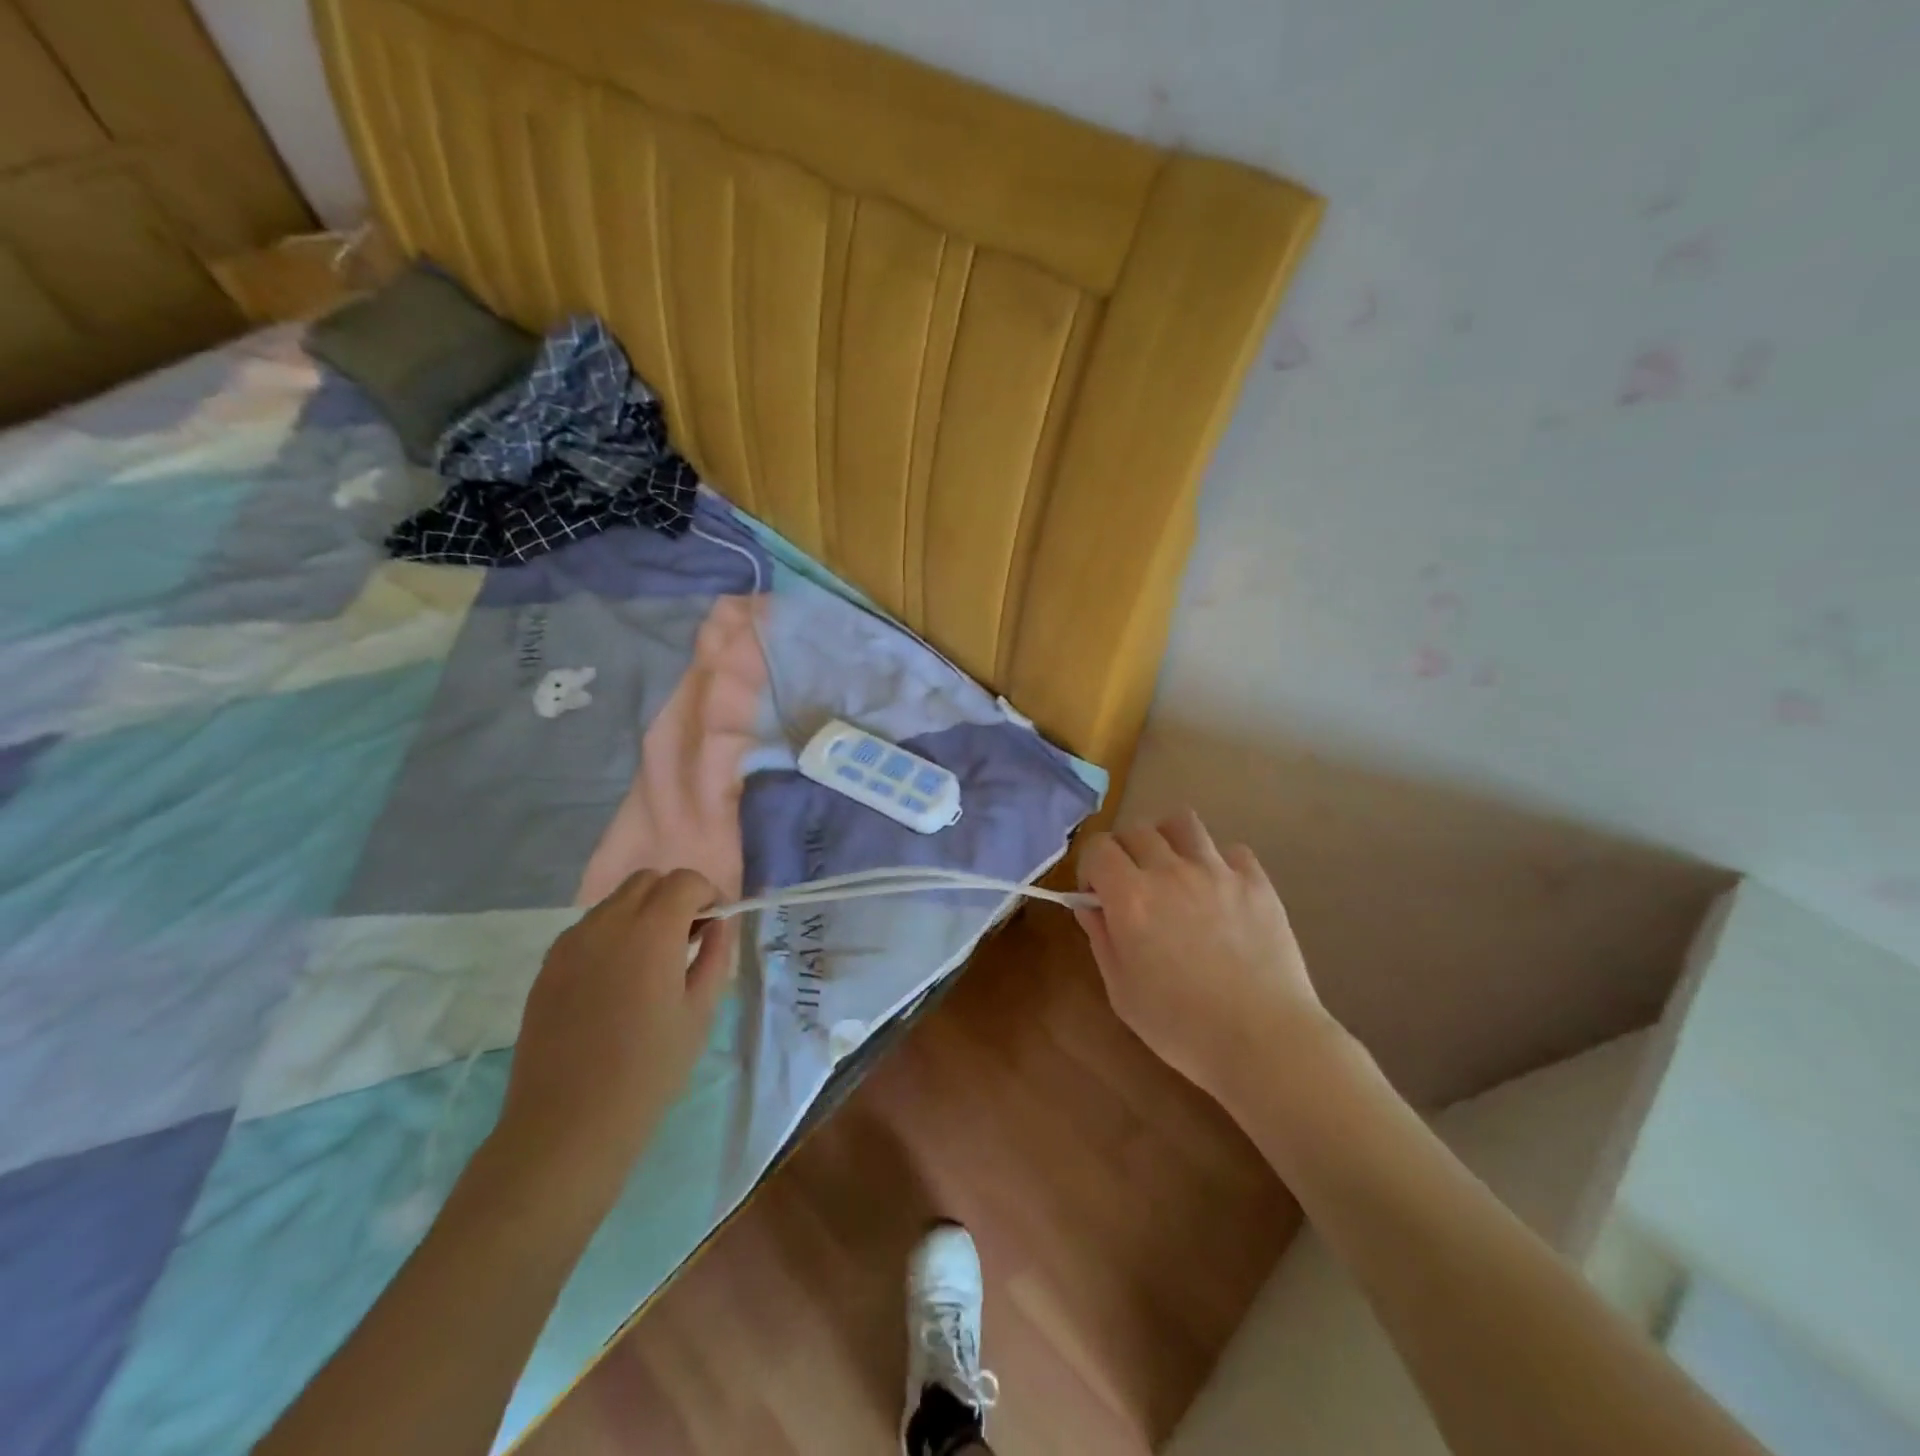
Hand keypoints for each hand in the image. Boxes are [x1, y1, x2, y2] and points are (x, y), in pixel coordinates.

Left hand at [495, 869, 735, 1198]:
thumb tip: (717, 926)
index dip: (708, 894)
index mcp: (651, 931)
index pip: (685, 881)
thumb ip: (714, 956)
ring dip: (642, 913)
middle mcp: (607, 924)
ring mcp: (571, 943)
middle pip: (647, 881)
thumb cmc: (649, 1070)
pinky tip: (618, 980)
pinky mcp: (548, 966)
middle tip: (688, 938)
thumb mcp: (700, 1012)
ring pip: (615, 902)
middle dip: (675, 897)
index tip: (716, 926)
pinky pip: (589, 929)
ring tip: (653, 961)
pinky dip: (613, 934)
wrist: (568, 1124)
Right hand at [1075, 811, 1334, 1107]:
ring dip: (1168, 840)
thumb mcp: (1122, 992)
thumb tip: (1090, 907)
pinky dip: (1219, 862)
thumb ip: (1102, 939)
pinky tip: (1220, 892)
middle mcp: (1171, 872)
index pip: (1098, 848)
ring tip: (1173, 870)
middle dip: (1124, 852)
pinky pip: (1232, 850)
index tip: (1097, 895)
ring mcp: (1218, 872)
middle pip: (1137, 830)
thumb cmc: (1182, 1026)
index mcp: (1131, 898)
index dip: (1091, 866)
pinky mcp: (1257, 882)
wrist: (1264, 1042)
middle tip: (1132, 885)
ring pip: (1182, 822)